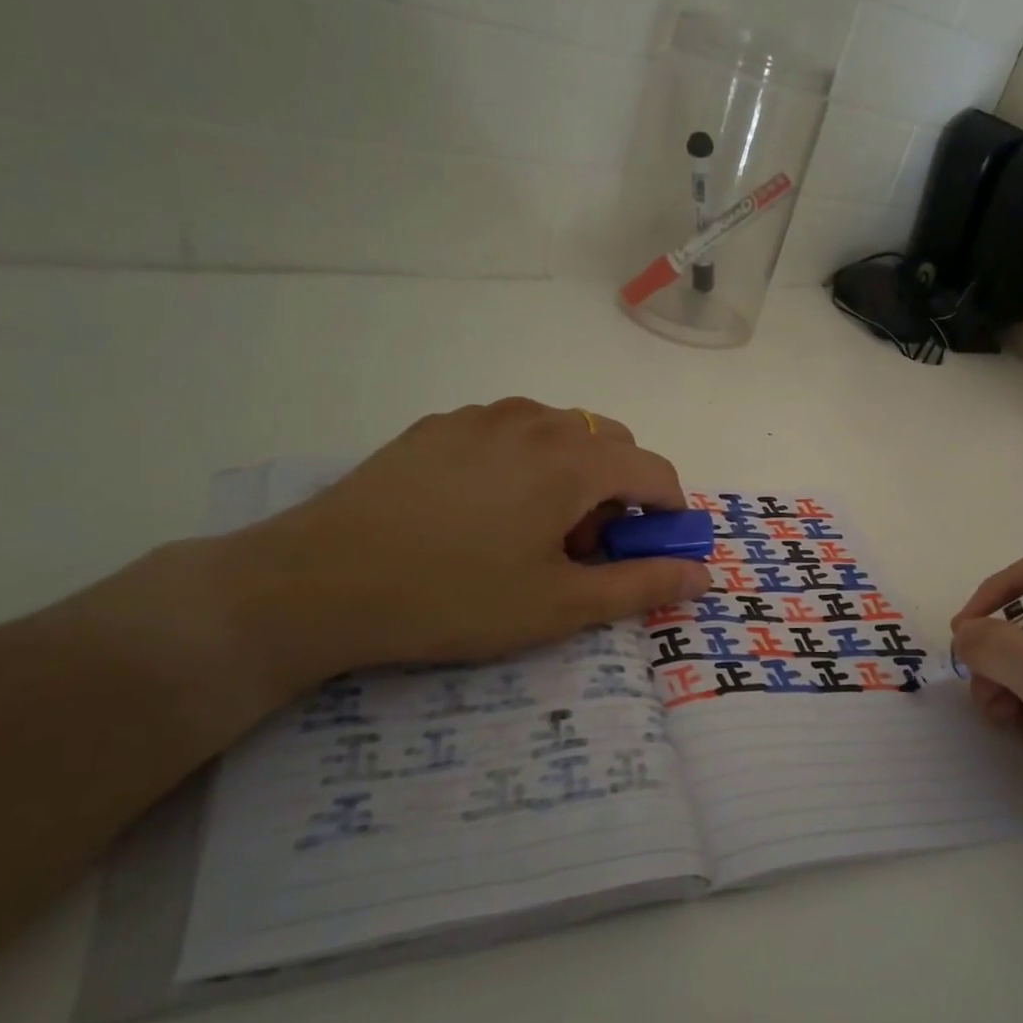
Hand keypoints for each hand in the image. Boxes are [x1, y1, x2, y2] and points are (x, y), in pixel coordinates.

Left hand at [213, 400, 711, 689]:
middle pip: (611, 444)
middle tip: (584, 548)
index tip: (651, 553)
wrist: (319, 581)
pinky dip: (526, 461)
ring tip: (533, 529)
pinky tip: (484, 510)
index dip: (669, 514)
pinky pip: (509, 431)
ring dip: (574, 473)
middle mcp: (536, 421)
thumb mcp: (561, 606)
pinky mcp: (437, 425)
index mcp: (574, 460)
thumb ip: (642, 585)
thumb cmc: (456, 597)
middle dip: (619, 493)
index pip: (655, 471)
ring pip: (560, 432)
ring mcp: (481, 416)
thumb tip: (702, 574)